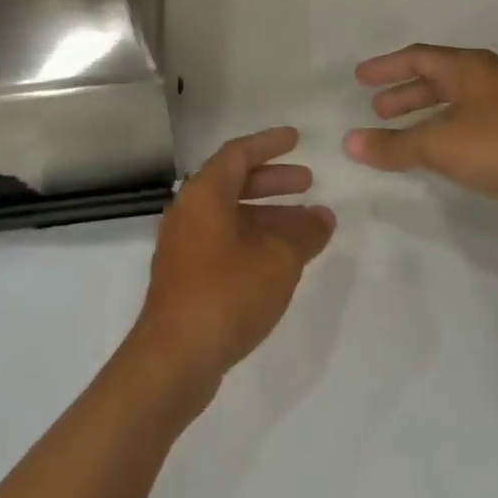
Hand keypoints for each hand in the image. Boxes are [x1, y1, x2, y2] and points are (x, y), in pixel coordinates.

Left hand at [131, 127, 335, 400]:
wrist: (174, 358)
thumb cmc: (226, 292)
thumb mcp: (278, 259)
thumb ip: (303, 233)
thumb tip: (322, 217)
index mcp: (204, 193)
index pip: (239, 153)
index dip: (269, 143)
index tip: (297, 139)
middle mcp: (190, 210)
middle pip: (234, 182)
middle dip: (273, 180)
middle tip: (309, 182)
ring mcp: (185, 244)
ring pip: (232, 215)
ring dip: (269, 215)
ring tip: (308, 225)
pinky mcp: (186, 275)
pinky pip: (225, 241)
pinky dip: (254, 239)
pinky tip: (281, 259)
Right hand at [343, 45, 497, 229]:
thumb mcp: (440, 145)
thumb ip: (393, 145)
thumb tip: (349, 143)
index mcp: (468, 67)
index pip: (417, 57)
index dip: (386, 67)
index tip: (360, 78)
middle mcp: (487, 79)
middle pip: (436, 78)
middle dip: (404, 93)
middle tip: (376, 109)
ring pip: (454, 104)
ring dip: (424, 116)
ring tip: (399, 134)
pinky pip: (470, 124)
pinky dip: (445, 133)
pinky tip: (439, 154)